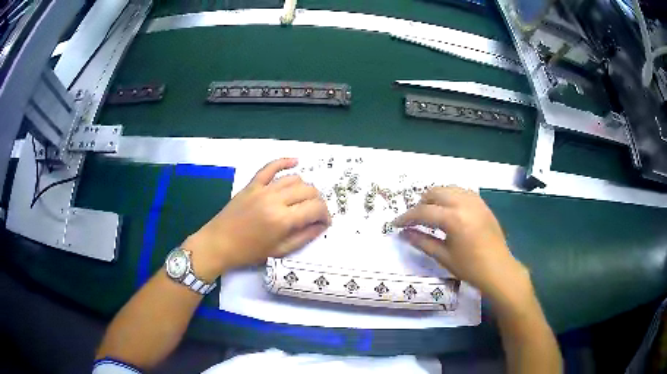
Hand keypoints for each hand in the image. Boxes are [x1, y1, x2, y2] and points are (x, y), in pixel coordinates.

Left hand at [184, 158, 330, 280]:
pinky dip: (284, 162)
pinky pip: (270, 167)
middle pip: (308, 190)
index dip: (325, 215)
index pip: (315, 208)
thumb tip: (321, 225)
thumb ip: (304, 237)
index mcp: (283, 220)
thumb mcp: (279, 250)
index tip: (324, 222)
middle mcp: (275, 200)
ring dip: (304, 188)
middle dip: (317, 202)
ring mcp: (262, 189)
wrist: (219, 243)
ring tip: (303, 199)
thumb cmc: (249, 252)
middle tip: (314, 213)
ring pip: (294, 178)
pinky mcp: (252, 184)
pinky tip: (295, 162)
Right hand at [393, 186, 529, 303]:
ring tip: (431, 214)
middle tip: (414, 220)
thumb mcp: (443, 256)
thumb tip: (403, 234)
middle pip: (435, 192)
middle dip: (421, 204)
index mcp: (453, 218)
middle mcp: (464, 203)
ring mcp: (475, 201)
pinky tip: (449, 210)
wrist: (498, 269)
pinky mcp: (482, 203)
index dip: (406, 217)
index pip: (423, 212)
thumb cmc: (470, 267)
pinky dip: (450, 197)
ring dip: (435, 198)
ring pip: (448, 188)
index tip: (395, 224)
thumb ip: (422, 241)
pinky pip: (461, 192)